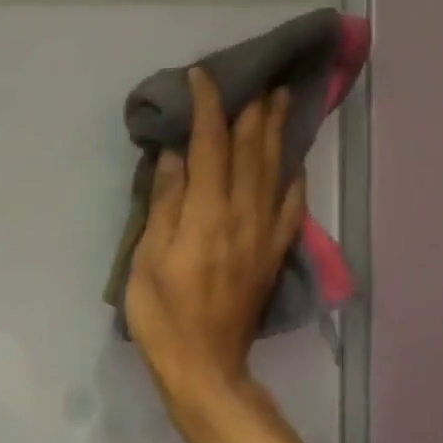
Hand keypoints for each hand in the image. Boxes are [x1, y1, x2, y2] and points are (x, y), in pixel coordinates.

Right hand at [125, 69, 303, 407]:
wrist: (204, 365)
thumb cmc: (163, 314)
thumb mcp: (147, 258)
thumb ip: (165, 204)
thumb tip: (176, 155)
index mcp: (206, 213)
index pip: (211, 145)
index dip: (208, 107)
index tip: (201, 77)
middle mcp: (242, 215)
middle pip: (251, 150)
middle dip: (251, 109)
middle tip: (254, 77)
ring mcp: (264, 234)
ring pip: (276, 171)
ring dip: (277, 132)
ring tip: (281, 100)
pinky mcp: (273, 254)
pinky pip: (292, 207)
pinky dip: (294, 178)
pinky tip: (295, 162)